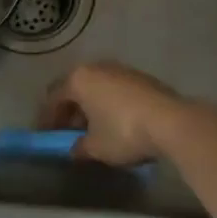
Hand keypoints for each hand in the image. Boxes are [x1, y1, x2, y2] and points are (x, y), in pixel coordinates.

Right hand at [40, 62, 187, 166]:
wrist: (170, 121)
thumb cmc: (123, 131)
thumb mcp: (96, 147)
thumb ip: (80, 147)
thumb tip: (74, 149)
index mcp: (79, 79)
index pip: (54, 97)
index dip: (47, 118)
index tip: (46, 136)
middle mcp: (97, 67)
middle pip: (75, 89)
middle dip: (69, 111)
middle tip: (67, 133)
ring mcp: (121, 69)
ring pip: (96, 88)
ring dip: (90, 108)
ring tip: (92, 130)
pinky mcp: (140, 78)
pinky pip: (114, 90)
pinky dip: (108, 105)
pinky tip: (115, 124)